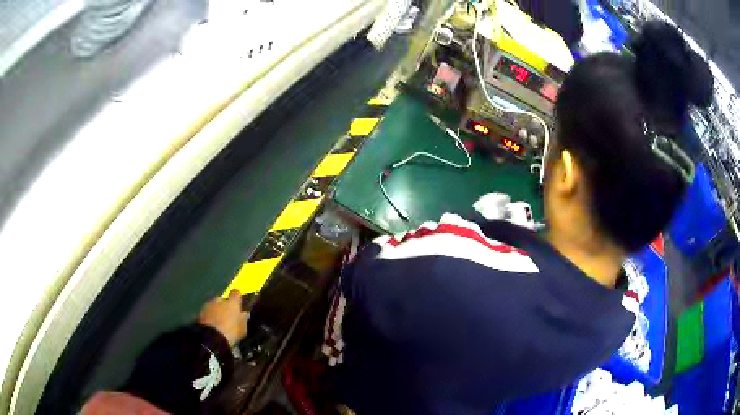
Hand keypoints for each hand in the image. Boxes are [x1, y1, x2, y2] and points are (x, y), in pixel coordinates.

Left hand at [198, 290, 248, 345]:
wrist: (211, 338)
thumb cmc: (231, 332)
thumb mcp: (242, 329)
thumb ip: (243, 319)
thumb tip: (244, 314)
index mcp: (232, 302)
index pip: (236, 293)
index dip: (238, 297)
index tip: (239, 302)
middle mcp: (219, 300)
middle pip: (223, 300)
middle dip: (225, 306)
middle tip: (228, 316)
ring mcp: (208, 305)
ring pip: (214, 306)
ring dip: (217, 311)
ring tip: (219, 322)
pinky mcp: (200, 312)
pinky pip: (208, 312)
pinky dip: (210, 316)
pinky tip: (213, 325)